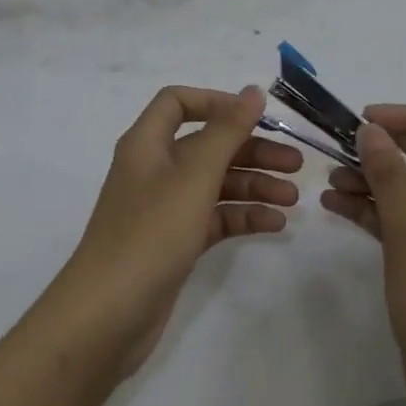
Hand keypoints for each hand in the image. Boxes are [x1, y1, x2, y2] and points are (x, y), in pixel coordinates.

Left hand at [53, 84, 301, 371]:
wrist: (108, 314)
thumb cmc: (150, 234)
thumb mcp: (193, 177)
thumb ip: (226, 132)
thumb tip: (252, 91)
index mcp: (147, 144)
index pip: (178, 103)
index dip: (217, 102)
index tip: (258, 116)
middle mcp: (154, 170)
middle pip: (207, 146)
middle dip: (251, 151)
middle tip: (297, 165)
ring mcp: (163, 209)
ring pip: (214, 184)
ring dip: (254, 186)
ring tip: (293, 200)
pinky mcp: (174, 243)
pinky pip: (213, 218)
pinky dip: (242, 217)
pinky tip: (275, 225)